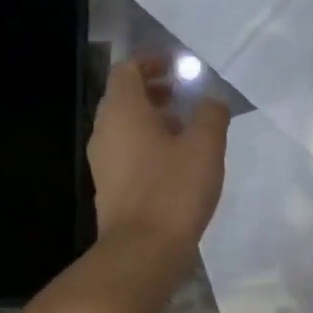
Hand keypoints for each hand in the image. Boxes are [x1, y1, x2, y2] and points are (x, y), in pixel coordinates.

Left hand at [88, 57, 229, 264]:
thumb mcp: (205, 146)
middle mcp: (104, 131)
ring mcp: (102, 162)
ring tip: (183, 130)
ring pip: (123, 128)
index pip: (126, 71)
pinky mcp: (108, 188)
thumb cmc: (173, 189)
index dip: (150, 62)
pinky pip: (125, 153)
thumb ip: (211, 114)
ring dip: (150, 121)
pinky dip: (145, 146)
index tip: (176, 66)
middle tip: (181, 95)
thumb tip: (211, 101)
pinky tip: (173, 164)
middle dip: (152, 92)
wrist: (142, 250)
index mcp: (122, 111)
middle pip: (122, 98)